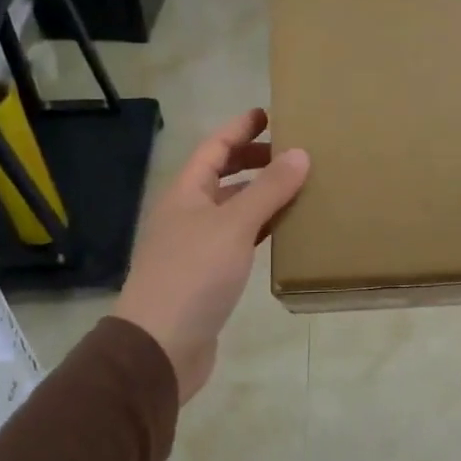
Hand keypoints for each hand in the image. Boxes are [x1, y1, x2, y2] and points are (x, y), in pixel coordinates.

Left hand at [113, 109, 309, 402]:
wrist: (160, 346)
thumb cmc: (193, 275)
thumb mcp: (234, 226)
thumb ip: (268, 190)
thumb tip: (300, 153)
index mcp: (186, 193)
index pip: (214, 148)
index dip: (239, 128)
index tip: (268, 113)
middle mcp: (188, 214)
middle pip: (222, 176)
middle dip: (253, 160)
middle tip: (291, 152)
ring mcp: (197, 246)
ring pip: (233, 209)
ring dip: (261, 196)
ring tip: (297, 186)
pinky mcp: (209, 276)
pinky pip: (239, 239)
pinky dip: (261, 229)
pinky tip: (284, 231)